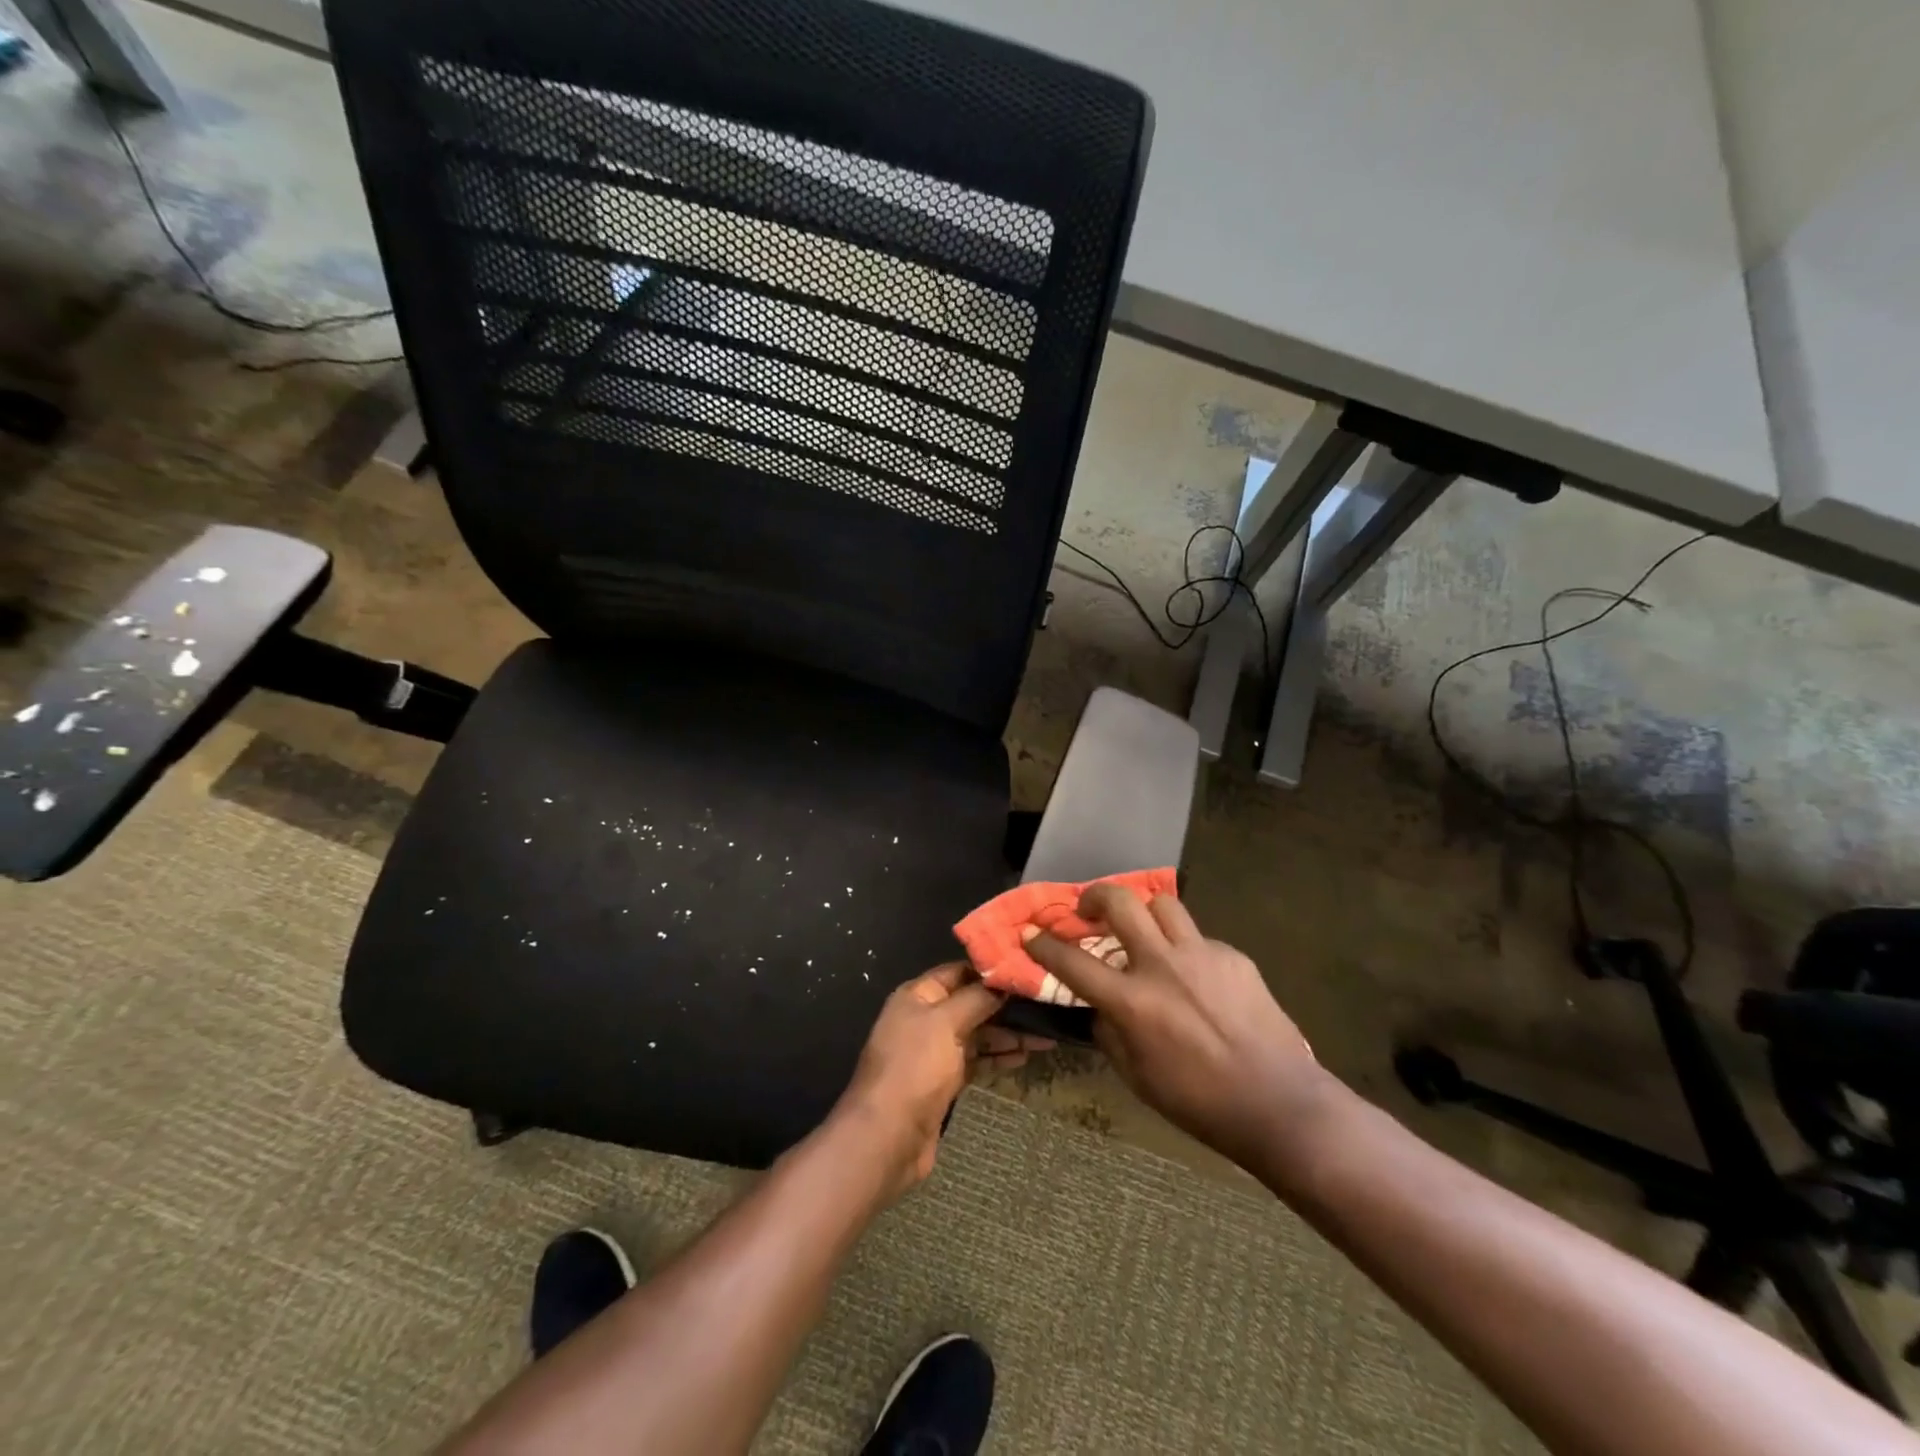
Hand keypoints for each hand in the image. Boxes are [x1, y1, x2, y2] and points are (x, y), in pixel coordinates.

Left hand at [832, 963, 1054, 1198]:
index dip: (991, 971)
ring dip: (1008, 1033)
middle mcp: (926, 1018)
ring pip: (978, 1033)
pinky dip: (999, 1056)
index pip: (959, 972)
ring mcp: (936, 1050)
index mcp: (918, 995)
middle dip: (1005, 1005)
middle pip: (971, 1003)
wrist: (888, 1137)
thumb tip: (1004, 982)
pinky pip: (977, 1060)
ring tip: (1046, 1034)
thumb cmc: (915, 1068)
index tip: (1027, 971)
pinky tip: (1025, 1055)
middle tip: (1045, 1003)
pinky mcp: (945, 1080)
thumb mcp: (946, 1023)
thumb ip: (976, 999)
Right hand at [1026, 885, 1326, 1168]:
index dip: (1044, 944)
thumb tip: (1098, 1006)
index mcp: (1132, 1002)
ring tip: (1143, 930)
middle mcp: (1162, 966)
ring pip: (1163, 904)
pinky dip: (1186, 949)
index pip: (1073, 962)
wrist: (1278, 1103)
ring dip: (1144, 911)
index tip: (1030, 932)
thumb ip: (1109, 1033)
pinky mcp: (1234, 956)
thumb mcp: (1136, 1076)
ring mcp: (1202, 955)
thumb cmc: (1198, 1102)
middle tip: (1089, 908)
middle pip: (1120, 903)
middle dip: (1095, 895)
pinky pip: (1199, 938)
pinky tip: (1196, 977)